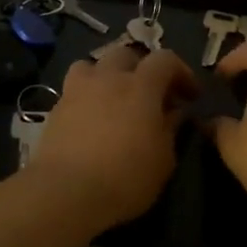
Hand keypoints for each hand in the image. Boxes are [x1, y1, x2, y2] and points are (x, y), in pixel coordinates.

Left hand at [27, 46, 198, 229]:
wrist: (66, 192)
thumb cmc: (125, 178)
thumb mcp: (163, 160)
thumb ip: (170, 129)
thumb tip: (174, 113)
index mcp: (140, 86)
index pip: (165, 60)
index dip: (181, 72)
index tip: (190, 96)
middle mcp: (107, 78)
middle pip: (126, 55)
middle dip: (142, 69)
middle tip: (151, 95)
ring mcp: (77, 90)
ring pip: (93, 65)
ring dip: (107, 75)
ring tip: (114, 99)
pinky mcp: (55, 108)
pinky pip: (74, 90)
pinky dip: (87, 97)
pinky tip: (91, 120)